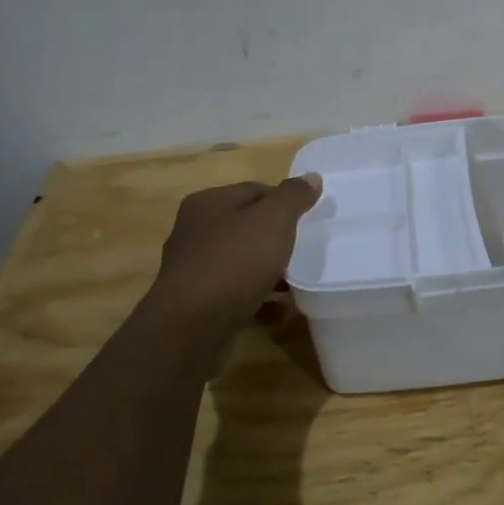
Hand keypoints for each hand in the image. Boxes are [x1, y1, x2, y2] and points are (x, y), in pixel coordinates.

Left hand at [143, 176, 321, 334]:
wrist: (192, 327)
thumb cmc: (234, 261)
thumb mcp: (273, 219)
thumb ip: (293, 196)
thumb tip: (311, 177)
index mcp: (208, 204)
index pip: (254, 190)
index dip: (284, 201)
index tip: (309, 218)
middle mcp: (195, 233)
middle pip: (247, 228)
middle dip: (277, 240)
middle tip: (305, 249)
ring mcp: (195, 272)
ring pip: (242, 264)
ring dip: (271, 274)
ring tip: (298, 283)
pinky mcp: (199, 306)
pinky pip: (237, 297)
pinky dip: (261, 301)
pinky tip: (282, 311)